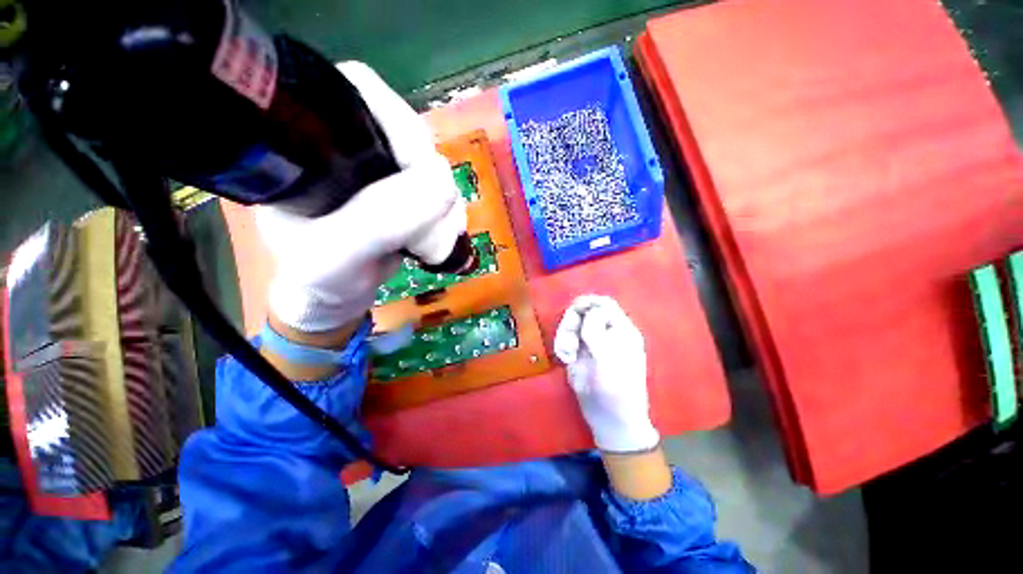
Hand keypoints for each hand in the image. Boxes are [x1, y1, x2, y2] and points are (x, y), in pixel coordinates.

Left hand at [257, 61, 465, 332]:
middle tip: (429, 227)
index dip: (400, 124)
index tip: (420, 173)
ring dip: (445, 208)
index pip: (364, 94)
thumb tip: (443, 184)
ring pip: (436, 168)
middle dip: (431, 181)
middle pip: (412, 134)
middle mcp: (352, 147)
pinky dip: (449, 217)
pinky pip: (444, 193)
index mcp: (312, 141)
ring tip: (431, 245)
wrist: (335, 295)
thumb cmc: (317, 276)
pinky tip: (437, 241)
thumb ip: (380, 221)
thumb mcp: (336, 253)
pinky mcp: (408, 194)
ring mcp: (385, 171)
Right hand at [554, 295, 658, 452]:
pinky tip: (565, 359)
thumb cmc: (615, 389)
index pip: (604, 304)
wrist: (609, 419)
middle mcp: (605, 333)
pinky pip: (566, 339)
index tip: (573, 311)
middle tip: (567, 340)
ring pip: (572, 324)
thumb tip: (590, 308)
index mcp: (621, 330)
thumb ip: (597, 329)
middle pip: (584, 312)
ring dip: (564, 334)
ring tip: (565, 353)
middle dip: (571, 322)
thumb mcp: (607, 357)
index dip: (588, 302)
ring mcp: (591, 343)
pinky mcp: (578, 353)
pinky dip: (562, 345)